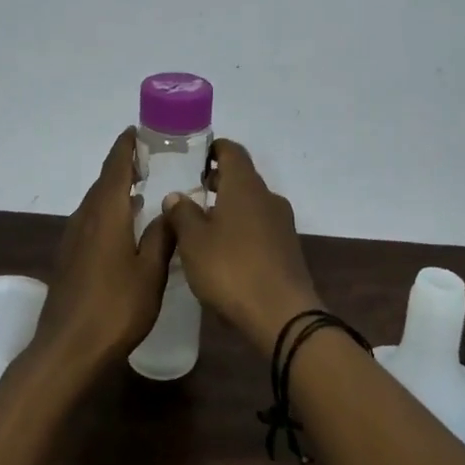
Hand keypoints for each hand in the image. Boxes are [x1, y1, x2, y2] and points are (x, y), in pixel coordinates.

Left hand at [30, 129, 172, 374]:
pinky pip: (92, 221)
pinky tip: (126, 227)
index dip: (126, 146)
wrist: (67, 350)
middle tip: (154, 160)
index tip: (140, 130)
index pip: (115, 166)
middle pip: (104, 181)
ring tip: (144, 189)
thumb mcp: (151, 272)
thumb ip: (162, 236)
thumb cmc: (115, 308)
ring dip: (116, 190)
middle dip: (125, 166)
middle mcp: (85, 217)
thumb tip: (172, 207)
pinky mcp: (69, 258)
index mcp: (106, 212)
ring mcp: (73, 238)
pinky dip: (109, 211)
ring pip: (97, 202)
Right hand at [159, 139, 320, 355]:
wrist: (283, 315)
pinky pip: (260, 227)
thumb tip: (176, 195)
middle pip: (242, 177)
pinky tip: (224, 252)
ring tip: (202, 226)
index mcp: (245, 186)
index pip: (232, 151)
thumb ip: (182, 214)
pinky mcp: (288, 249)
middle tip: (191, 193)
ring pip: (251, 204)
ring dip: (229, 208)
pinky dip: (242, 229)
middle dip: (218, 181)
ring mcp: (282, 223)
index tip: (195, 157)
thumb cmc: (232, 269)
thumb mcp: (194, 242)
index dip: (214, 149)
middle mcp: (267, 197)